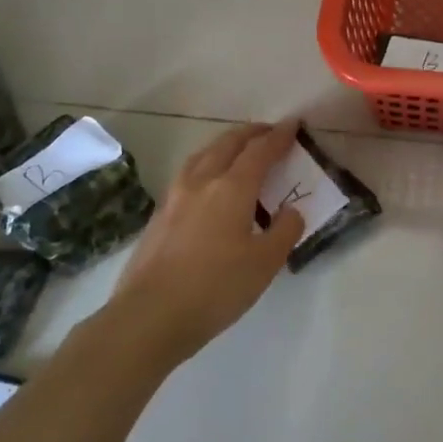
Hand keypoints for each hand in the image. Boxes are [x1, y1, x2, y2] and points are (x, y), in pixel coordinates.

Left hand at [101, 121, 304, 365]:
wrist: (149, 317)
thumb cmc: (215, 288)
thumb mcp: (265, 263)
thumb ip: (284, 231)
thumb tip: (291, 211)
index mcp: (232, 188)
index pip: (260, 151)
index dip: (279, 136)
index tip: (293, 124)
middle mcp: (201, 182)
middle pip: (227, 144)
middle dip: (251, 133)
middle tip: (269, 132)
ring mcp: (174, 198)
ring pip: (202, 156)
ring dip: (225, 146)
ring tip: (238, 151)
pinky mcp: (159, 216)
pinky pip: (188, 175)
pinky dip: (207, 166)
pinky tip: (209, 185)